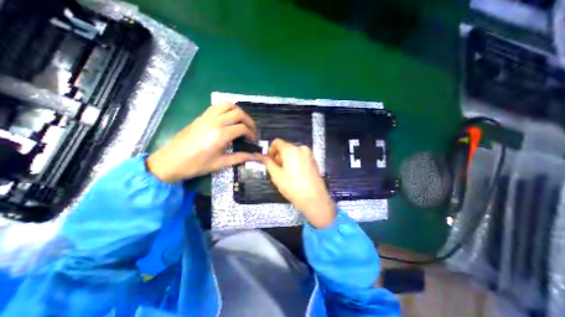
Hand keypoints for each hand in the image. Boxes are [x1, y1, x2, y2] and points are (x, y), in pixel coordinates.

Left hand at [148, 103, 257, 182]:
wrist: (171, 161)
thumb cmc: (196, 165)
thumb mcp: (220, 164)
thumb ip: (239, 158)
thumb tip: (254, 157)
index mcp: (220, 135)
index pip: (242, 128)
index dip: (251, 134)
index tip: (253, 141)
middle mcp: (215, 122)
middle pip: (238, 113)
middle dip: (249, 121)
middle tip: (251, 130)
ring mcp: (207, 117)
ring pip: (227, 105)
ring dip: (238, 112)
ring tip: (242, 122)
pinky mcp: (201, 116)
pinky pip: (217, 106)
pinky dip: (227, 109)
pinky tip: (228, 118)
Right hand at [259, 139, 334, 227]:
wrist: (314, 198)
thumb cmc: (292, 187)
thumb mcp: (276, 175)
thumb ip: (268, 163)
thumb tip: (261, 156)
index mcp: (291, 149)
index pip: (277, 142)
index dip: (270, 150)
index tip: (268, 160)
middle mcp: (301, 148)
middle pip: (285, 147)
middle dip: (278, 156)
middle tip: (276, 169)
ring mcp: (309, 154)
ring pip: (293, 153)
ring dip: (286, 159)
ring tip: (285, 173)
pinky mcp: (314, 161)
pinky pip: (300, 157)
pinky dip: (295, 161)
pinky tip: (295, 174)